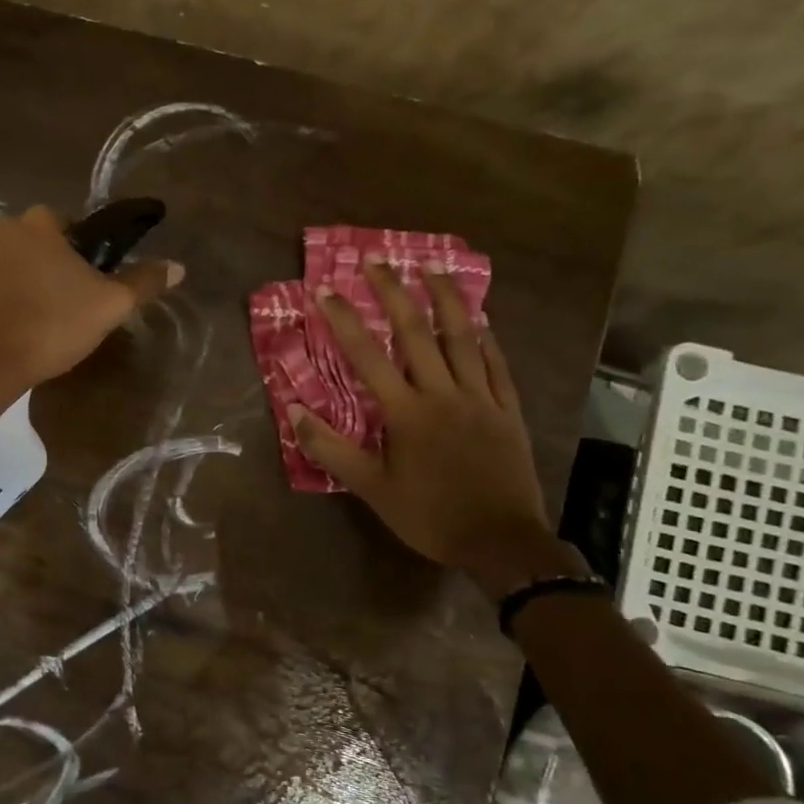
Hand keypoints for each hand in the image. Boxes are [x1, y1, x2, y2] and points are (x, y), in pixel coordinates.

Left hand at [0, 205, 181, 392]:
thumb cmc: (53, 323)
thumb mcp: (110, 304)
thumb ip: (143, 282)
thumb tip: (178, 267)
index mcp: (39, 220)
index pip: (81, 227)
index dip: (97, 255)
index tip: (103, 284)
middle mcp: (7, 228)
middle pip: (54, 245)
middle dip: (70, 269)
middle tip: (86, 305)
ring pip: (32, 265)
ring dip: (47, 284)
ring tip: (63, 319)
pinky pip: (12, 284)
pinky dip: (26, 297)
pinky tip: (38, 324)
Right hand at [288, 260, 571, 597]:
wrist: (502, 543)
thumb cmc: (430, 516)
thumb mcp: (371, 488)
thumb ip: (331, 448)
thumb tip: (296, 411)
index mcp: (407, 412)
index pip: (368, 356)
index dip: (344, 320)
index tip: (324, 291)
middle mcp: (443, 394)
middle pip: (416, 333)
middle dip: (393, 293)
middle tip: (377, 260)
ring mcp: (481, 399)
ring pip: (463, 338)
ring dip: (445, 299)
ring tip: (432, 268)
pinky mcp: (508, 411)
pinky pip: (497, 365)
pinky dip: (487, 339)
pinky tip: (480, 320)